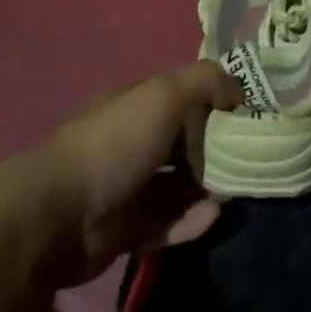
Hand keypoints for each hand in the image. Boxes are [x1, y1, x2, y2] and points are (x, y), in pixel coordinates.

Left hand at [29, 61, 241, 287]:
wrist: (58, 215)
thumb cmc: (114, 144)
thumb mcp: (163, 94)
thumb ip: (205, 81)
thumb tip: (239, 90)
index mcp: (136, 106)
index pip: (183, 98)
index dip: (216, 102)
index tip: (251, 113)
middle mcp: (132, 143)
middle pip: (184, 143)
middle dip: (217, 149)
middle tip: (252, 156)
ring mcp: (128, 188)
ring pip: (179, 186)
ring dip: (208, 187)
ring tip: (239, 188)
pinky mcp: (127, 230)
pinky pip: (168, 223)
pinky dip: (192, 220)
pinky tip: (214, 216)